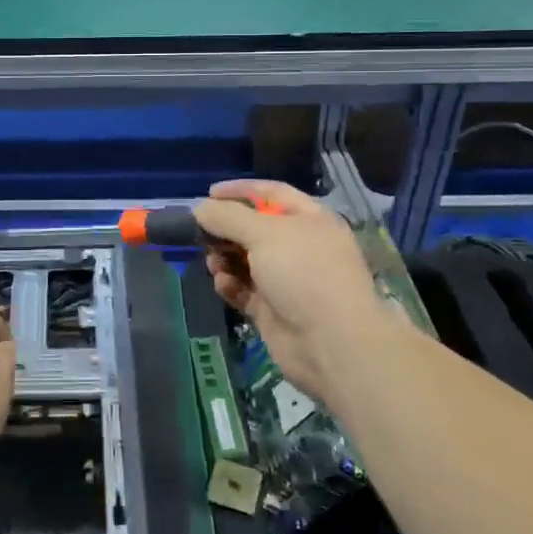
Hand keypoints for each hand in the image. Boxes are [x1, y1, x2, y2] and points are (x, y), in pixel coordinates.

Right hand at [194, 180, 399, 410]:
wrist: (331, 343)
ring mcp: (287, 280)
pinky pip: (244, 290)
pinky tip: (222, 284)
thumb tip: (200, 208)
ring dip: (224, 258)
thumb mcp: (264, 234)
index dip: (241, 190)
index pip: (272, 193)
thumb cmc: (303, 274)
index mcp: (310, 220)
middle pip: (254, 228)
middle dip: (226, 229)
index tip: (209, 194)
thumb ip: (228, 217)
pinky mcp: (273, 310)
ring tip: (213, 262)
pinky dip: (231, 285)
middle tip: (201, 232)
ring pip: (245, 260)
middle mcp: (300, 247)